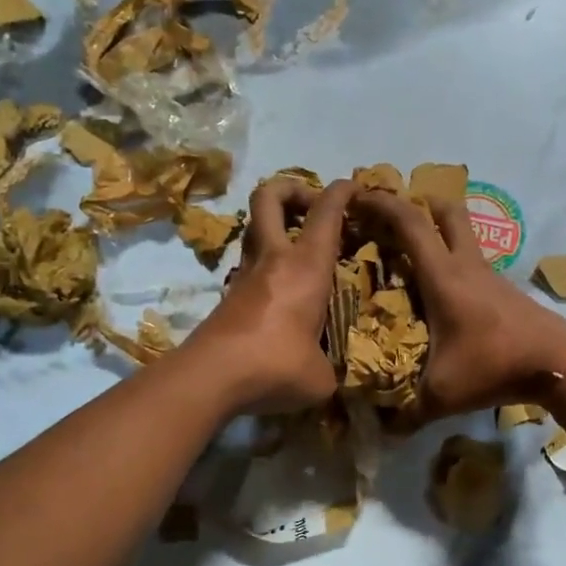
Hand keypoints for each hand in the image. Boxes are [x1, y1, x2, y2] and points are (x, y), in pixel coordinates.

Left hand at [183, 176, 357, 413]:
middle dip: (293, 189)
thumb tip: (328, 375)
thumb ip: (331, 367)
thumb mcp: (320, 376)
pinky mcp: (228, 295)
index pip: (326, 212)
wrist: (211, 378)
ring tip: (302, 249)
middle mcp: (273, 259)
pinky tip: (285, 290)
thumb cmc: (276, 365)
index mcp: (306, 267)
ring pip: (255, 227)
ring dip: (277, 226)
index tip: (355, 187)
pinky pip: (251, 262)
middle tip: (313, 209)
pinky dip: (268, 263)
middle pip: (270, 196)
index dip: (342, 191)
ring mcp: (245, 274)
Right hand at [355, 190, 565, 421]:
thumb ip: (407, 414)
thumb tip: (380, 432)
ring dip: (438, 231)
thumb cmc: (494, 367)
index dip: (382, 204)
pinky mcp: (504, 290)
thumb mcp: (442, 395)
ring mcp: (490, 275)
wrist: (558, 364)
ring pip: (463, 235)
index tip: (357, 196)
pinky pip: (472, 262)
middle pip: (445, 211)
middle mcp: (466, 266)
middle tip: (392, 214)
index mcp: (443, 277)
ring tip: (412, 252)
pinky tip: (443, 291)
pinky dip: (453, 261)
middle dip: (417, 201)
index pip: (410, 223)